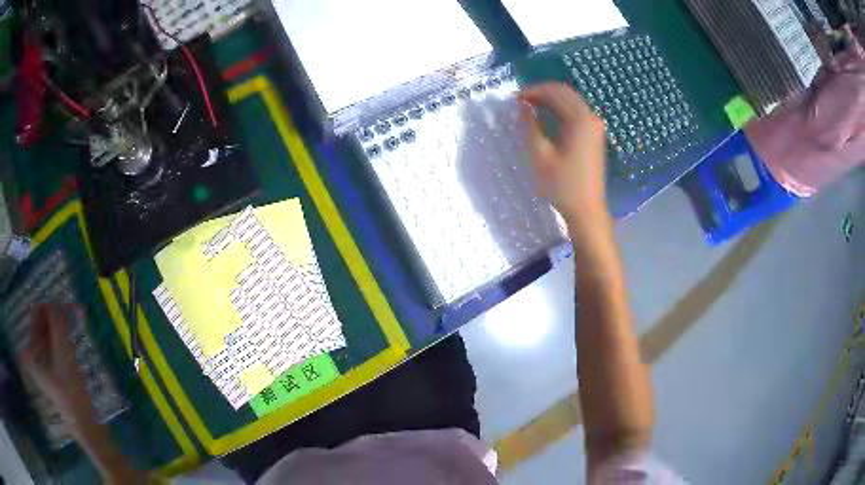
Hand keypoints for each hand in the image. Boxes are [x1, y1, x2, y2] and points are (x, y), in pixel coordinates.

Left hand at [21, 305, 93, 428]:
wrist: (87, 428)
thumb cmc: (72, 394)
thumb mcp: (65, 357)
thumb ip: (58, 327)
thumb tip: (56, 302)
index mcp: (32, 354)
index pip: (36, 319)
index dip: (47, 308)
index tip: (61, 301)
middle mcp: (36, 358)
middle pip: (43, 327)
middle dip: (55, 317)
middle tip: (70, 308)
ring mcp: (45, 367)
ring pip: (51, 337)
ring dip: (61, 327)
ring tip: (74, 319)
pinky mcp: (55, 373)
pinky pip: (57, 348)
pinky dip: (64, 340)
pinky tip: (74, 338)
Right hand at [520, 82, 607, 225]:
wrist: (586, 210)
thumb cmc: (562, 185)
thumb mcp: (541, 154)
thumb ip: (530, 125)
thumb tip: (521, 105)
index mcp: (580, 120)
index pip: (555, 92)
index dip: (532, 91)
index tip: (514, 99)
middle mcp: (591, 117)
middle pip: (564, 92)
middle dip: (541, 92)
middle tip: (520, 102)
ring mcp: (595, 126)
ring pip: (570, 101)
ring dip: (550, 100)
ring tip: (528, 108)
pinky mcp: (594, 135)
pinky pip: (575, 112)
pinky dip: (559, 109)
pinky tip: (545, 118)